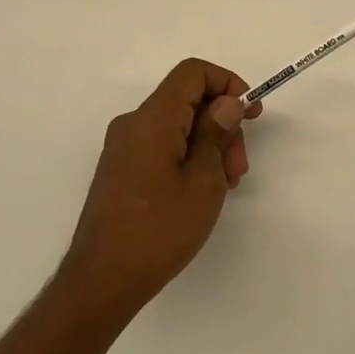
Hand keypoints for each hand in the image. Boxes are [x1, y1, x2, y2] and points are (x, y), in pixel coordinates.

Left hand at [58, 58, 263, 319]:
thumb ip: (216, 134)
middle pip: (187, 101)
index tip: (251, 114)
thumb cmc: (159, 230)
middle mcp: (132, 125)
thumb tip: (227, 102)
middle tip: (239, 169)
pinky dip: (188, 158)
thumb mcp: (203, 181)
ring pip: (177, 126)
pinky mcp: (121, 170)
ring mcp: (123, 148)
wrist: (103, 280)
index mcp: (151, 119)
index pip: (192, 73)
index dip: (227, 83)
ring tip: (224, 187)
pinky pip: (162, 146)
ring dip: (208, 146)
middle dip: (222, 125)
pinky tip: (201, 192)